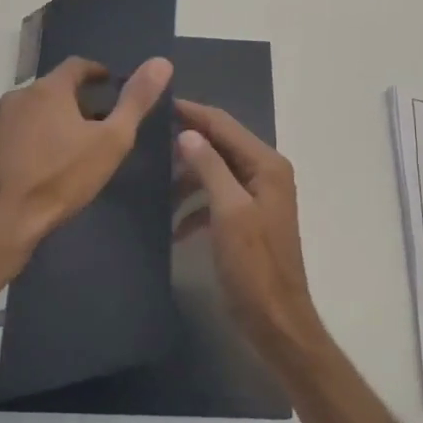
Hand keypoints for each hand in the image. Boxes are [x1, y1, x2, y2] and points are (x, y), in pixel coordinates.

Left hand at [0, 55, 173, 265]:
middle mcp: (14, 98)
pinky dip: (13, 146)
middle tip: (85, 126)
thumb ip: (136, 101)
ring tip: (53, 151)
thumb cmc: (61, 179)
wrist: (0, 223)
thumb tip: (162, 61)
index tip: (106, 84)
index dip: (94, 72)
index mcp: (48, 91)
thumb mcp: (111, 142)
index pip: (75, 66)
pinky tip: (22, 170)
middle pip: (46, 92)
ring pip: (20, 116)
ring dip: (37, 124)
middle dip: (67, 102)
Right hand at [174, 99, 325, 359]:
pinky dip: (196, 207)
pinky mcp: (247, 220)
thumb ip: (209, 167)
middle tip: (147, 140)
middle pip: (220, 145)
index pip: (224, 125)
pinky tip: (174, 226)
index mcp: (266, 165)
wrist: (275, 319)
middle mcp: (265, 173)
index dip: (193, 112)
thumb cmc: (253, 265)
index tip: (158, 103)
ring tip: (154, 185)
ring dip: (188, 179)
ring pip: (215, 173)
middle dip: (187, 143)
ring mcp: (257, 197)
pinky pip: (216, 200)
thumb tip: (187, 133)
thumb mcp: (229, 212)